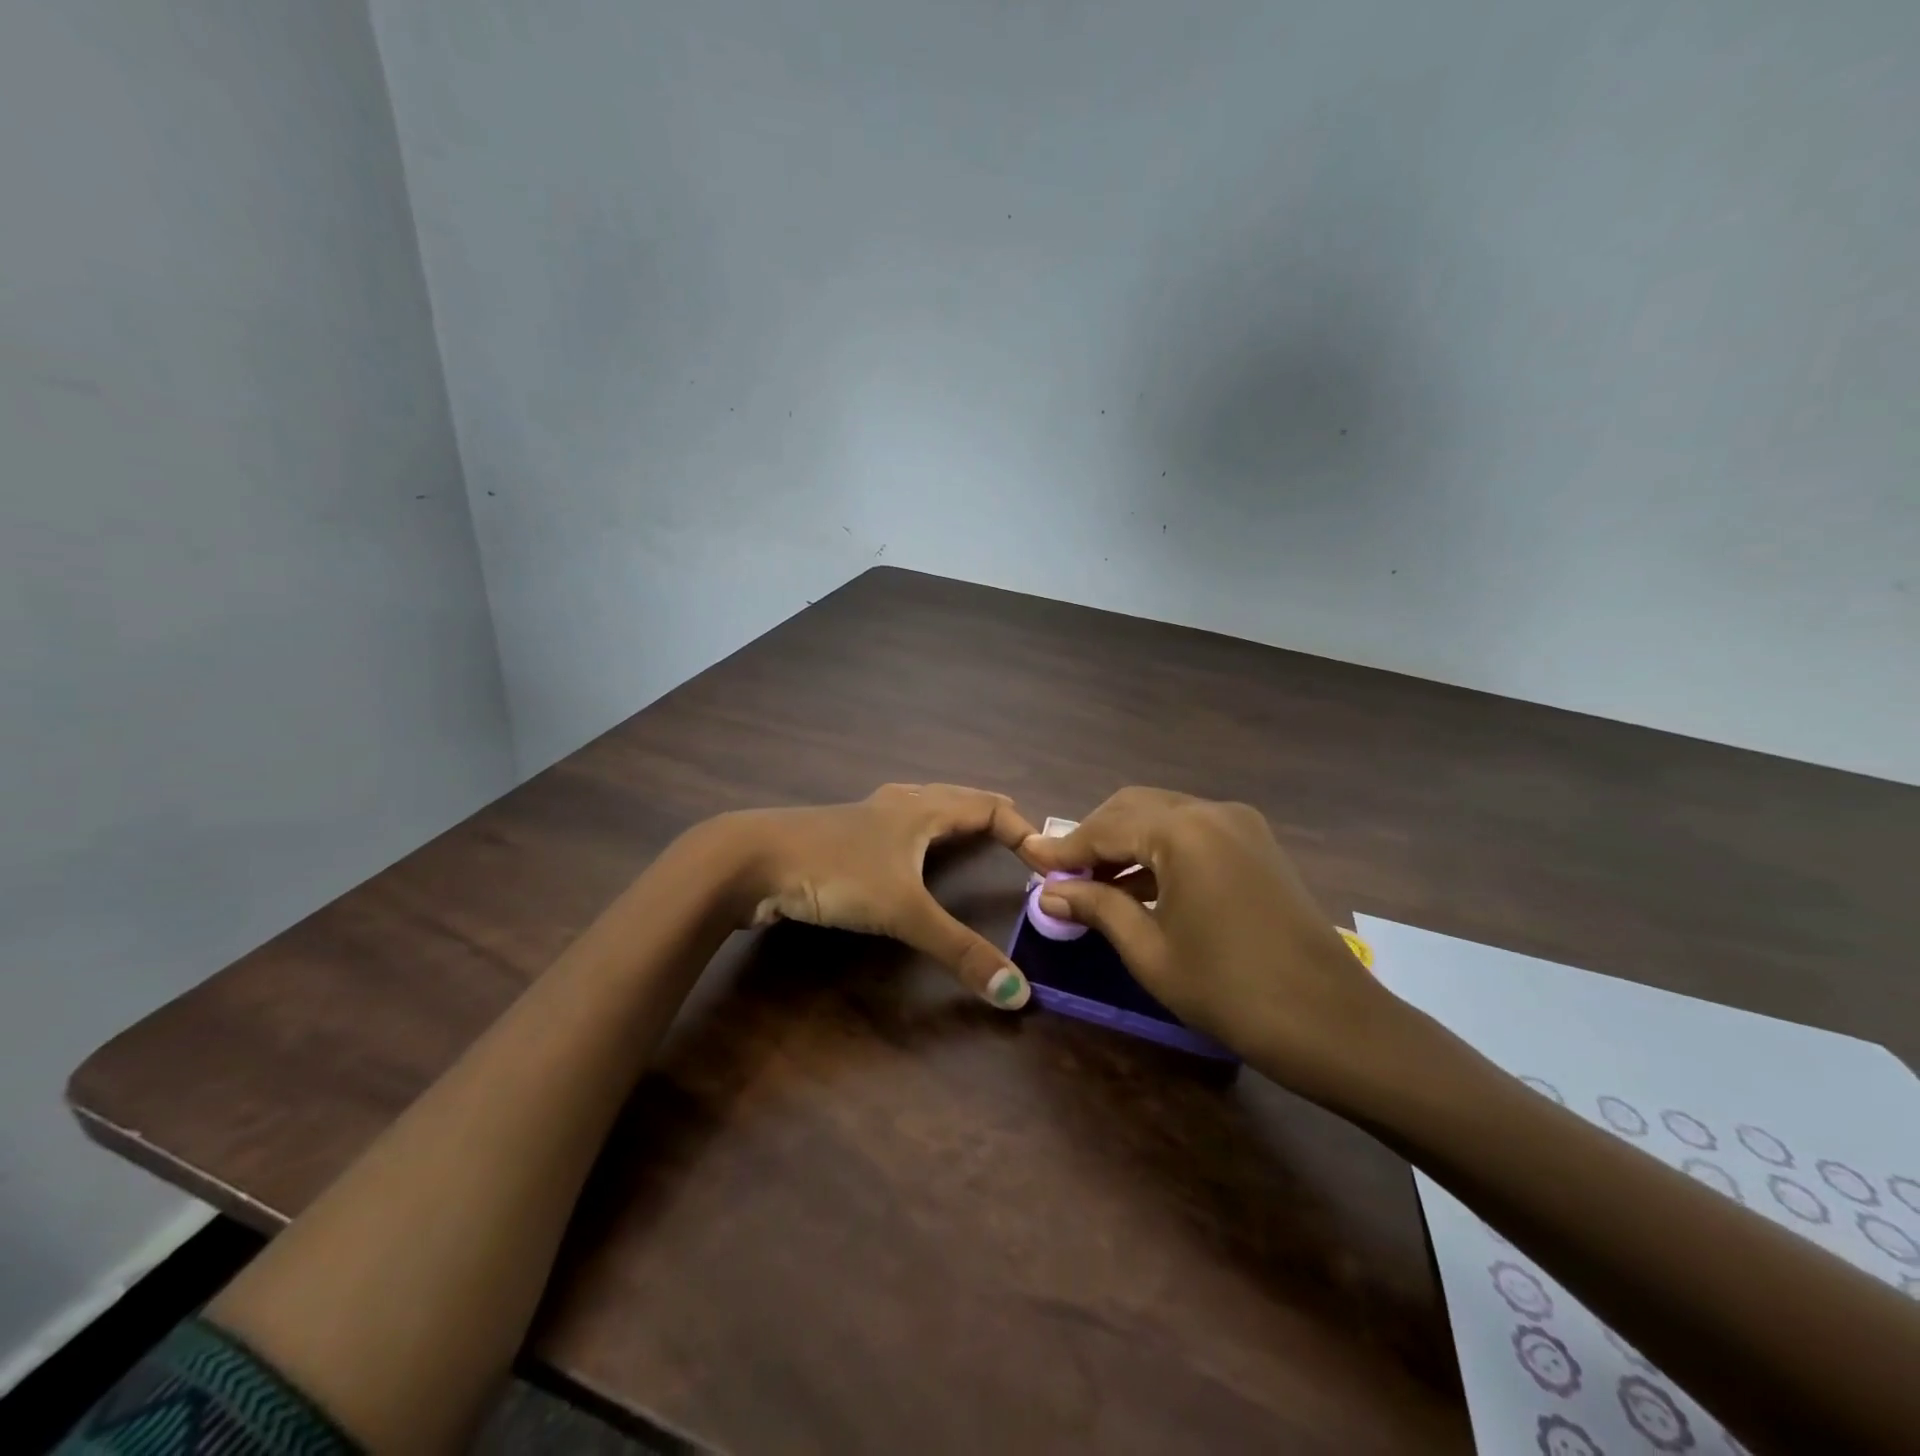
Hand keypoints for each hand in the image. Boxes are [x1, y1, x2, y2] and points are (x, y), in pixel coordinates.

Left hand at [712, 784, 1039, 1008]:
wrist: (750, 859)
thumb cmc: (835, 870)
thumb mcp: (902, 910)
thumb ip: (957, 950)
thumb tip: (1017, 992)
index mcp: (922, 809)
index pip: (988, 805)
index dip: (1022, 827)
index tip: (1045, 857)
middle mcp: (899, 804)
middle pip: (957, 798)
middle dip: (990, 815)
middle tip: (1017, 838)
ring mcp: (865, 818)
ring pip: (923, 808)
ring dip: (952, 819)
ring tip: (968, 836)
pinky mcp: (840, 837)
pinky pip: (895, 828)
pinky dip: (918, 836)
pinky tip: (905, 857)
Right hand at [1022, 788, 1406, 1102]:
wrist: (1333, 1023)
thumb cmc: (1230, 991)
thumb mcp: (1150, 951)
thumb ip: (1097, 908)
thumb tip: (1048, 893)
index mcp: (1183, 831)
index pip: (1105, 827)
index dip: (1064, 848)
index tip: (1028, 859)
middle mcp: (1211, 811)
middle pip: (1134, 808)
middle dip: (1094, 837)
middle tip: (1063, 876)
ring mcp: (1240, 824)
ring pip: (1164, 816)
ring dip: (1126, 843)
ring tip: (1094, 884)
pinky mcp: (1256, 844)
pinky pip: (1192, 833)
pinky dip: (1159, 851)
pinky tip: (1139, 886)